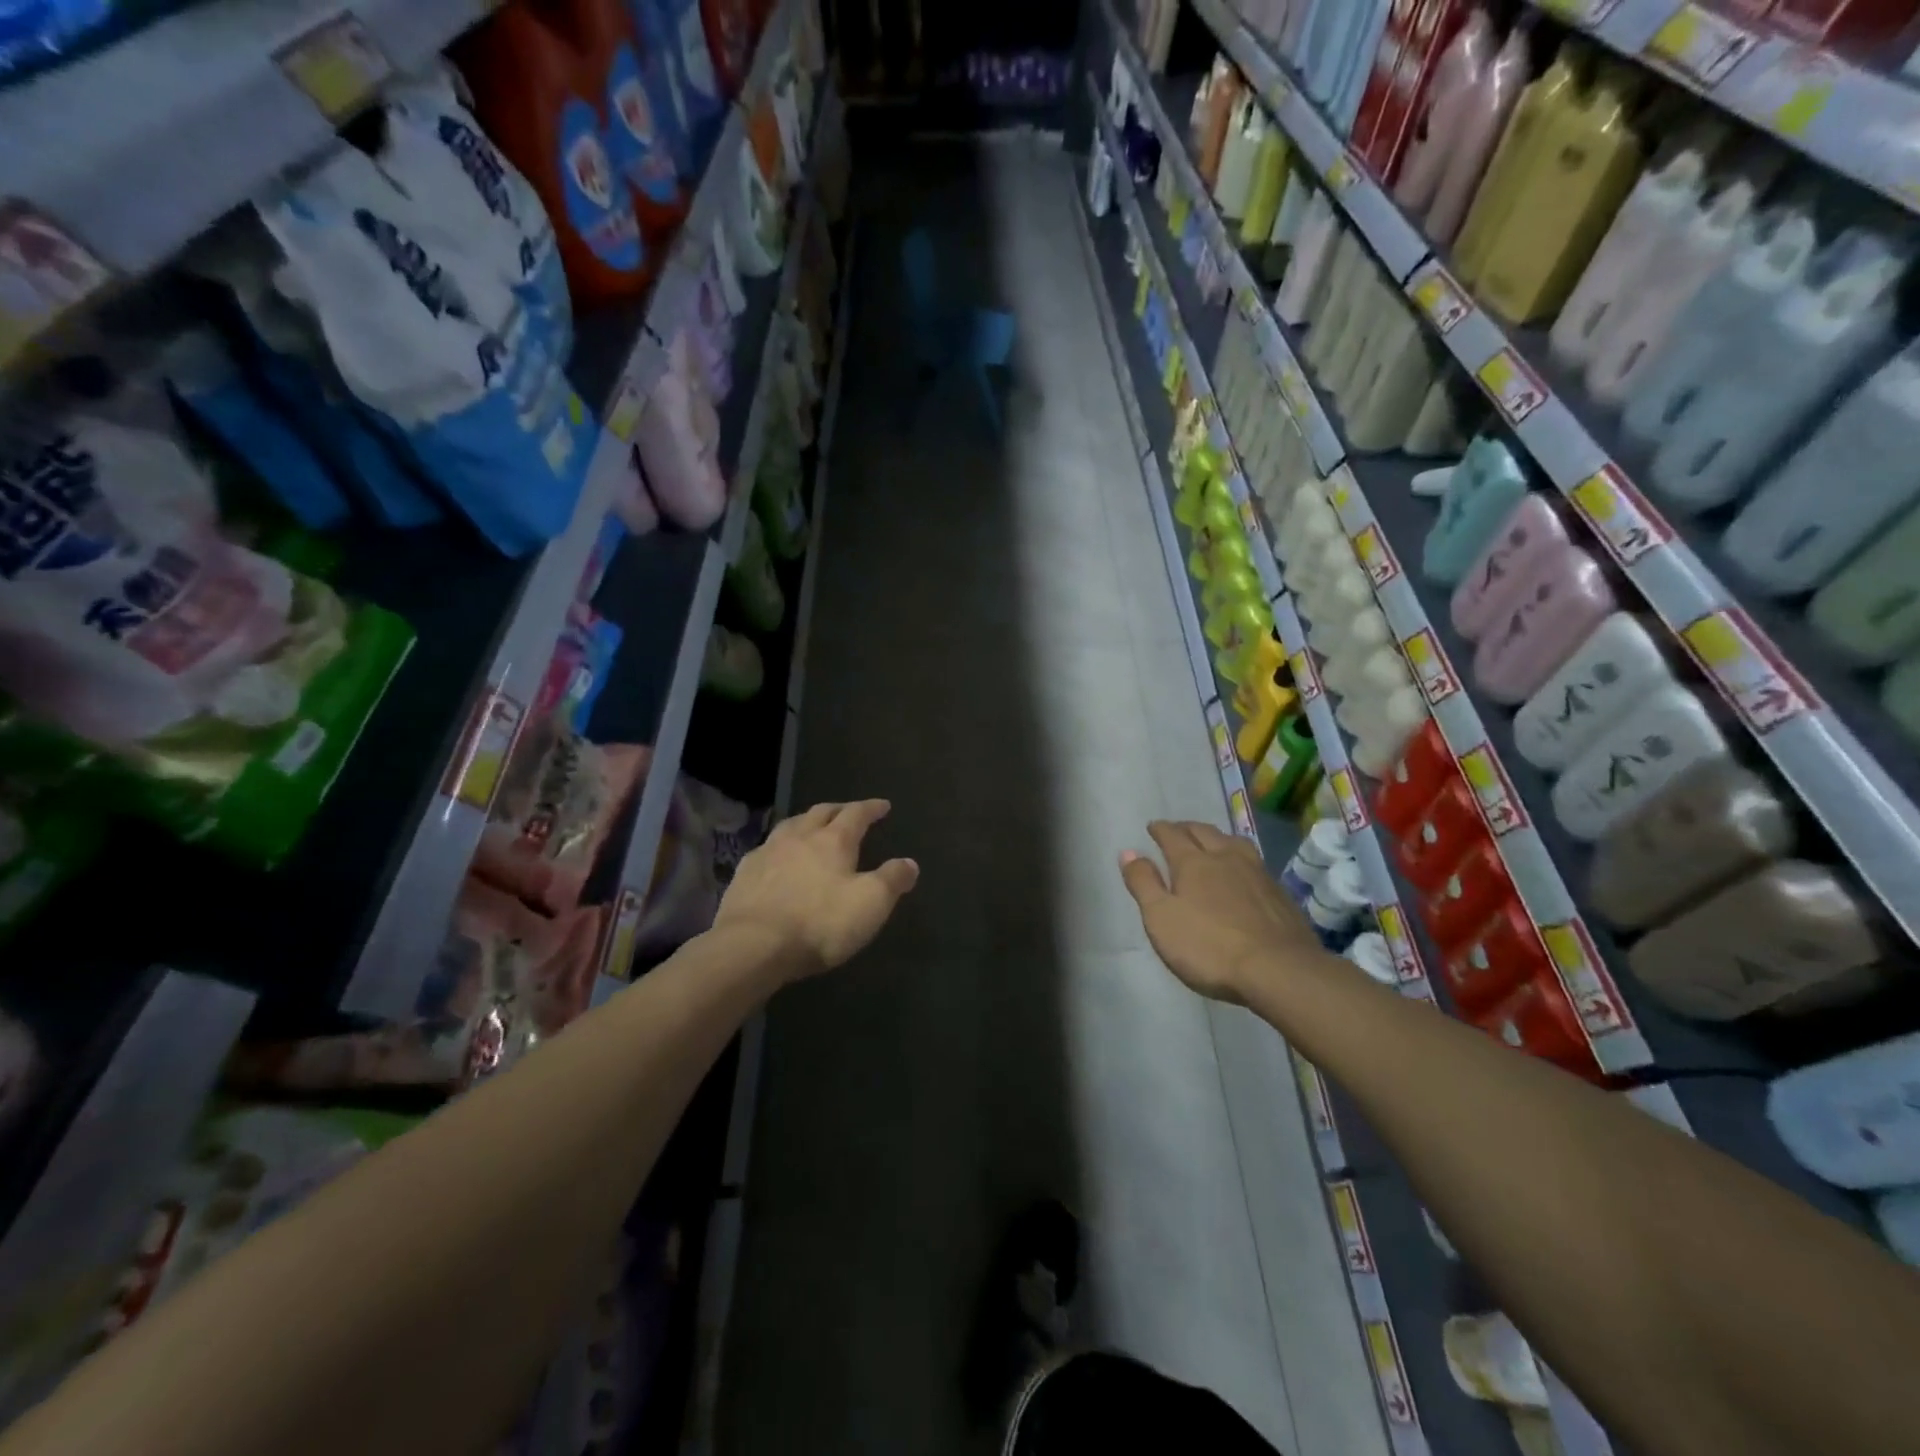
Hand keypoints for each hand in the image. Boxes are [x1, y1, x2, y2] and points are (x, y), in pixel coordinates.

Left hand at [713, 799, 918, 981]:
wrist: (752, 945)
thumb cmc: (819, 923)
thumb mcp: (870, 904)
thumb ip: (892, 880)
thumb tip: (910, 862)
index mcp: (833, 840)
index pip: (856, 814)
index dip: (871, 808)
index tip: (883, 805)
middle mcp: (799, 837)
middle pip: (821, 812)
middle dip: (838, 809)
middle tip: (849, 811)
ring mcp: (767, 853)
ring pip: (790, 825)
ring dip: (806, 822)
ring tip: (812, 826)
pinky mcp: (744, 874)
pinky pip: (766, 849)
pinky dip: (779, 846)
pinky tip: (777, 857)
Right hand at [1119, 821, 1325, 1003]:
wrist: (1279, 970)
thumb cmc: (1208, 946)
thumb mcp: (1161, 918)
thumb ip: (1143, 883)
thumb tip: (1128, 851)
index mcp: (1193, 862)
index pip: (1172, 835)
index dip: (1160, 829)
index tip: (1152, 827)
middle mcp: (1226, 858)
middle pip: (1204, 832)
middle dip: (1187, 828)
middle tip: (1177, 830)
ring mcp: (1257, 873)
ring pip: (1234, 842)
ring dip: (1217, 837)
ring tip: (1212, 842)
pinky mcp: (1279, 893)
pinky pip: (1254, 862)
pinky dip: (1240, 858)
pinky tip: (1243, 872)